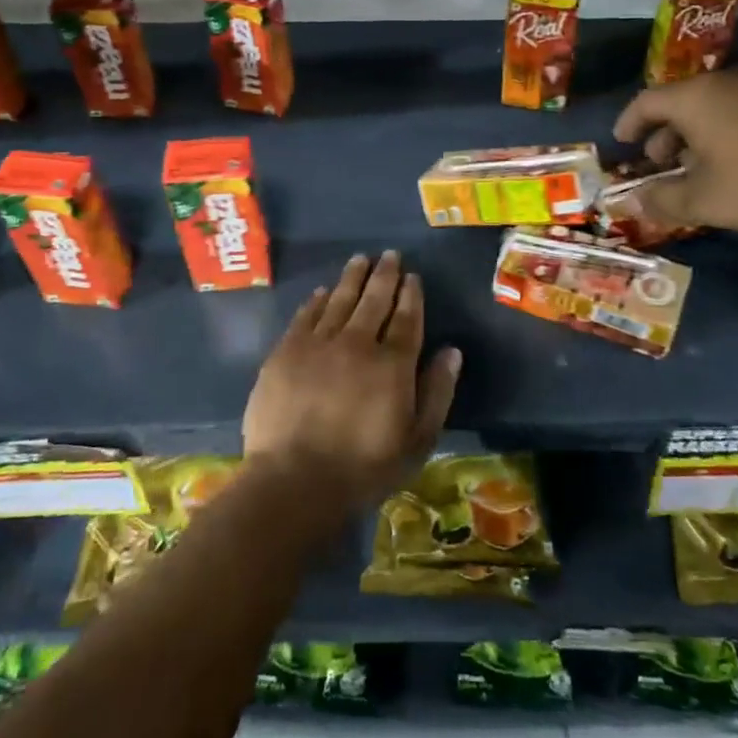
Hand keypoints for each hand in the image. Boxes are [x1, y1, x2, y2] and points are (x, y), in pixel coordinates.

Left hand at [243, 251, 461, 511]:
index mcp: (393, 364)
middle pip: (374, 300)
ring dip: (352, 278)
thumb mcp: (417, 440)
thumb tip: (452, 351)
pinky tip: (323, 292)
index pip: (406, 318)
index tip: (413, 276)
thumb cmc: (364, 468)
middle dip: (384, 275)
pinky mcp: (285, 352)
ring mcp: (318, 345)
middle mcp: (357, 343)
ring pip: (339, 300)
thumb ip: (437, 392)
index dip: (411, 295)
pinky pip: (305, 316)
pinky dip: (317, 301)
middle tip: (389, 255)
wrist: (295, 481)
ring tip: (360, 259)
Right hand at [612, 66, 737, 232]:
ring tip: (701, 169)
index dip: (629, 123)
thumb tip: (631, 202)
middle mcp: (726, 81)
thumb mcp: (705, 200)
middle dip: (664, 134)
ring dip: (697, 135)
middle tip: (661, 164)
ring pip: (715, 106)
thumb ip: (662, 201)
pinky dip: (728, 132)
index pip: (646, 101)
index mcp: (695, 98)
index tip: (622, 143)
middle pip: (681, 102)